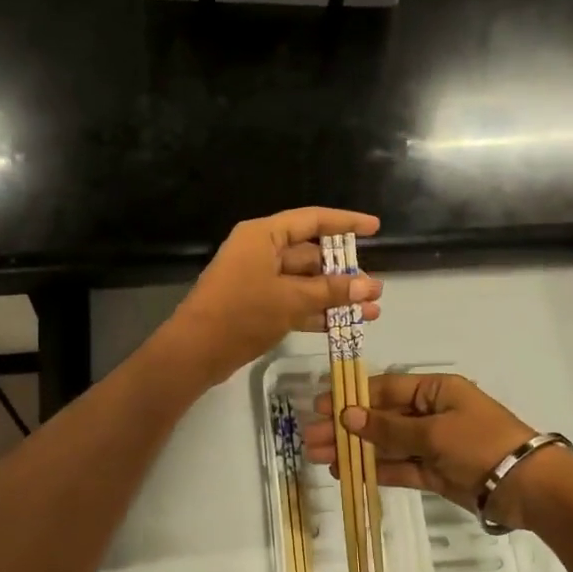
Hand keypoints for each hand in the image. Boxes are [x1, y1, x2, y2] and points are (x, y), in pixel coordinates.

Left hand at [162, 207, 382, 386]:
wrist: (196, 351)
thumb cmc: (242, 313)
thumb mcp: (291, 300)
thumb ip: (332, 291)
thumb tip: (370, 286)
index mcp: (264, 236)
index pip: (312, 220)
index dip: (346, 223)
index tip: (375, 228)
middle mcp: (262, 252)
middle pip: (311, 254)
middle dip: (345, 272)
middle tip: (376, 289)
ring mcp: (259, 280)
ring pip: (306, 282)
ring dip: (336, 296)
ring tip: (371, 311)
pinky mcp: (258, 306)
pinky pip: (295, 302)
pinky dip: (318, 312)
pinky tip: (346, 325)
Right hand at [306, 372, 557, 525]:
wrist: (527, 487)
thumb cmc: (480, 444)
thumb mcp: (433, 431)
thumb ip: (389, 427)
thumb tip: (348, 415)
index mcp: (436, 390)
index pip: (386, 388)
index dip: (352, 397)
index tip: (320, 407)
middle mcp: (432, 413)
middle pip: (381, 417)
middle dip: (346, 427)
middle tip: (310, 438)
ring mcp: (433, 445)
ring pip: (386, 444)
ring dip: (355, 450)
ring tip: (319, 457)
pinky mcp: (435, 473)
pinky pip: (400, 467)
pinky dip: (375, 470)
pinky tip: (347, 473)